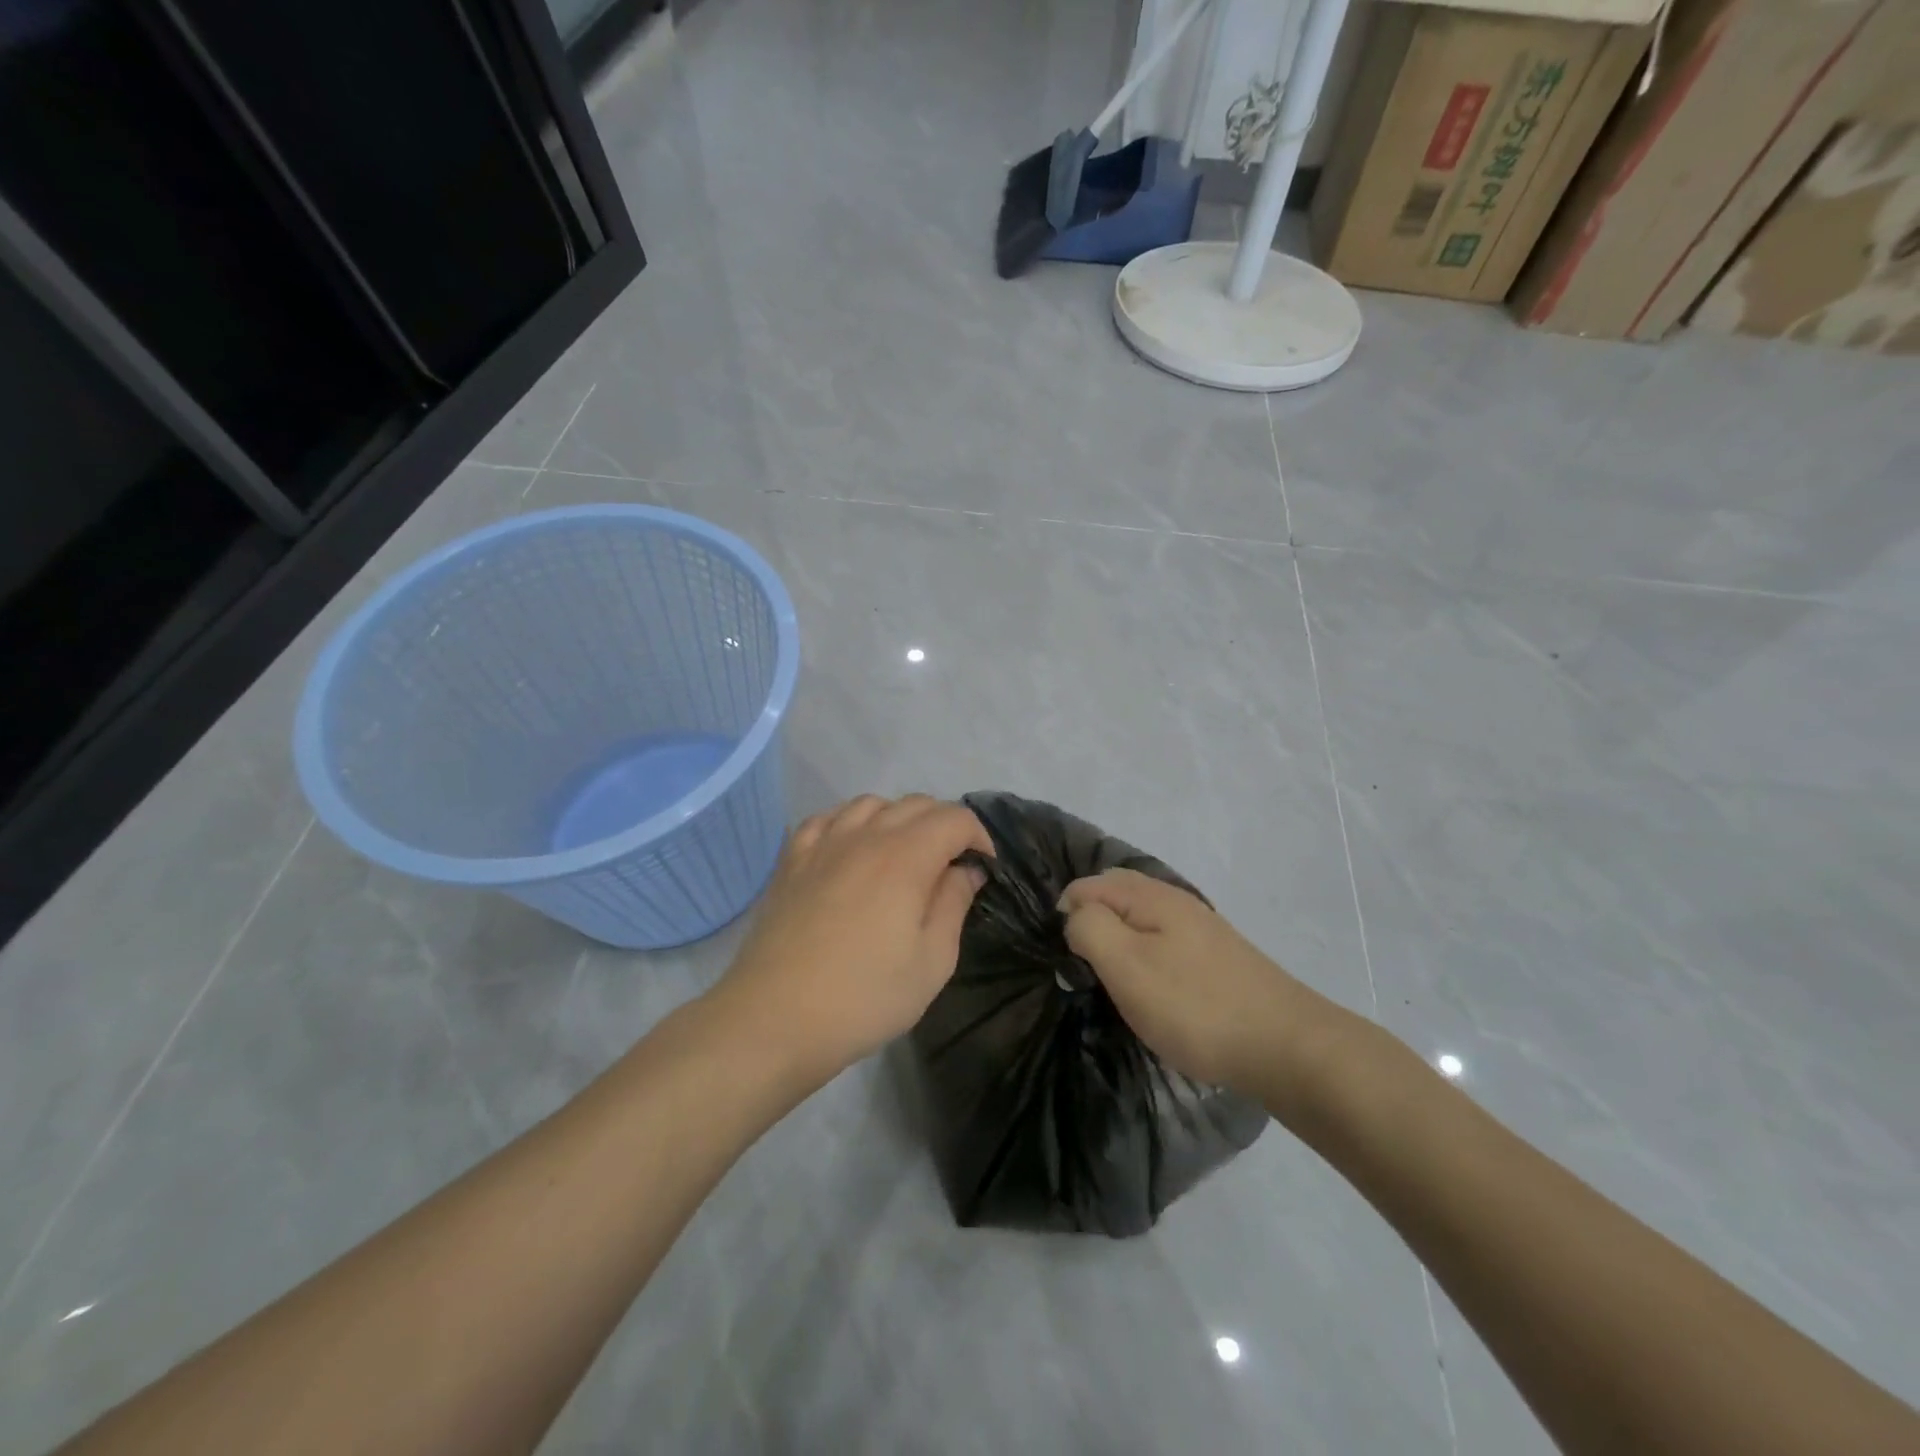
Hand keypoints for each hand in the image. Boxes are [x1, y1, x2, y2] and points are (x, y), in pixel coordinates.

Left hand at [710, 795, 991, 1086]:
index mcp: (905, 857)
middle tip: (951, 865)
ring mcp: (823, 843)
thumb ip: (954, 904)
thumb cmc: (863, 997)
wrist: (773, 1019)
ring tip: (904, 854)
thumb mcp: (932, 962)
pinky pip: (827, 818)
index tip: (984, 868)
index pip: (954, 818)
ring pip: (871, 804)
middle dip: (945, 825)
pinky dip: (851, 823)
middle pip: (915, 804)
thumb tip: (965, 870)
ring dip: (898, 819)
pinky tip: (852, 849)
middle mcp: (865, 835)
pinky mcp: (792, 860)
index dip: (978, 836)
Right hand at [1059, 868, 1317, 1093]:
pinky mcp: (1216, 958)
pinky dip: (1146, 956)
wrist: (1287, 1047)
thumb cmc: (1195, 1007)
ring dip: (1119, 940)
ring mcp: (1201, 929)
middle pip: (1116, 894)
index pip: (1087, 885)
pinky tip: (1153, 988)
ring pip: (1141, 919)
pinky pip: (1164, 941)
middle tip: (1083, 967)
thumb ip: (1090, 928)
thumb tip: (1075, 913)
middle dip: (1091, 921)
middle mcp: (1176, 901)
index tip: (1068, 960)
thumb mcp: (1127, 966)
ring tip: (1113, 980)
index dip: (1066, 915)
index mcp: (1151, 897)